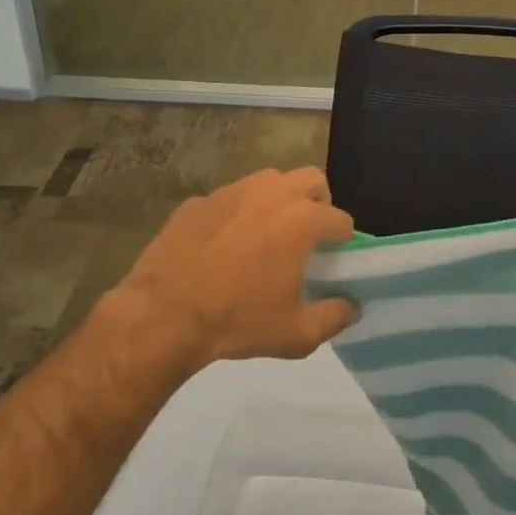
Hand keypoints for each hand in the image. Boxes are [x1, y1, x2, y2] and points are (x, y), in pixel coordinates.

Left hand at [108, 167, 357, 369]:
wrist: (163, 316)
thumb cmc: (238, 322)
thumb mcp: (296, 334)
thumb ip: (334, 317)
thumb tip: (352, 307)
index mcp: (301, 220)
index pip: (341, 220)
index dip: (343, 241)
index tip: (334, 260)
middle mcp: (271, 193)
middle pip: (312, 180)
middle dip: (318, 202)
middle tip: (307, 235)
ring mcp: (231, 192)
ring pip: (269, 180)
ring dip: (278, 200)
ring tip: (267, 234)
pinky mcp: (198, 201)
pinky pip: (229, 198)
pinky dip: (236, 214)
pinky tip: (223, 245)